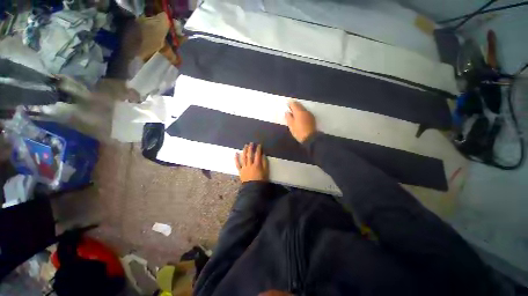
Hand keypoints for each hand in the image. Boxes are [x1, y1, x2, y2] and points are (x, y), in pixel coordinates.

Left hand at [235, 143, 268, 182]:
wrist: (253, 189)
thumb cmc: (261, 180)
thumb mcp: (266, 172)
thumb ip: (265, 163)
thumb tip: (263, 155)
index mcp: (257, 165)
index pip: (258, 155)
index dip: (258, 149)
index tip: (259, 145)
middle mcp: (250, 165)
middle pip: (250, 155)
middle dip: (250, 148)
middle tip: (251, 143)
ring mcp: (244, 168)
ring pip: (243, 157)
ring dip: (244, 151)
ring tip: (245, 146)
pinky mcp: (240, 171)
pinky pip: (237, 164)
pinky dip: (236, 158)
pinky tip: (235, 153)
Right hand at [285, 101, 316, 142]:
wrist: (310, 138)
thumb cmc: (298, 131)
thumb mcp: (291, 125)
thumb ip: (288, 117)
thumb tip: (287, 112)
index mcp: (299, 111)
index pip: (293, 104)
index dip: (289, 103)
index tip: (286, 103)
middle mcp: (305, 111)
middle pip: (299, 105)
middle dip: (294, 105)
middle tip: (290, 107)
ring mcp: (309, 114)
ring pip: (303, 108)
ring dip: (298, 109)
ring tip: (294, 112)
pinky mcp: (312, 118)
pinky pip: (306, 112)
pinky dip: (302, 112)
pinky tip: (300, 116)